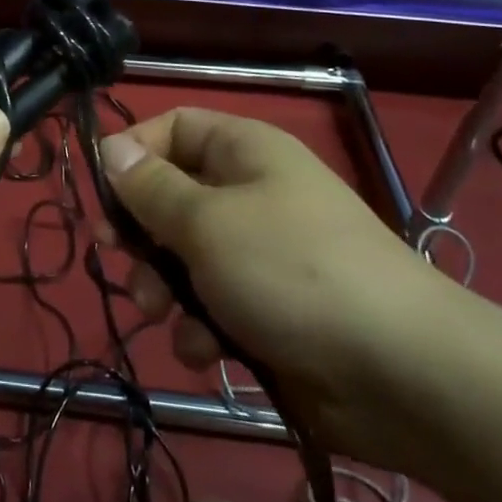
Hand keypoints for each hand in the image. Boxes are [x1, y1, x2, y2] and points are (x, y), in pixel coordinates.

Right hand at [100, 107, 450, 465]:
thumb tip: (109, 148)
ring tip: (162, 313)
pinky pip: (213, 305)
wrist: (402, 374)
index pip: (171, 127)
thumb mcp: (205, 222)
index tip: (100, 193)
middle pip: (171, 196)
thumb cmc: (290, 270)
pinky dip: (201, 327)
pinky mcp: (269, 310)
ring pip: (184, 256)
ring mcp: (262, 254)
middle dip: (140, 233)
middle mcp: (251, 193)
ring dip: (163, 287)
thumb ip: (149, 187)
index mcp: (243, 151)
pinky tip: (206, 350)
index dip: (132, 153)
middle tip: (116, 256)